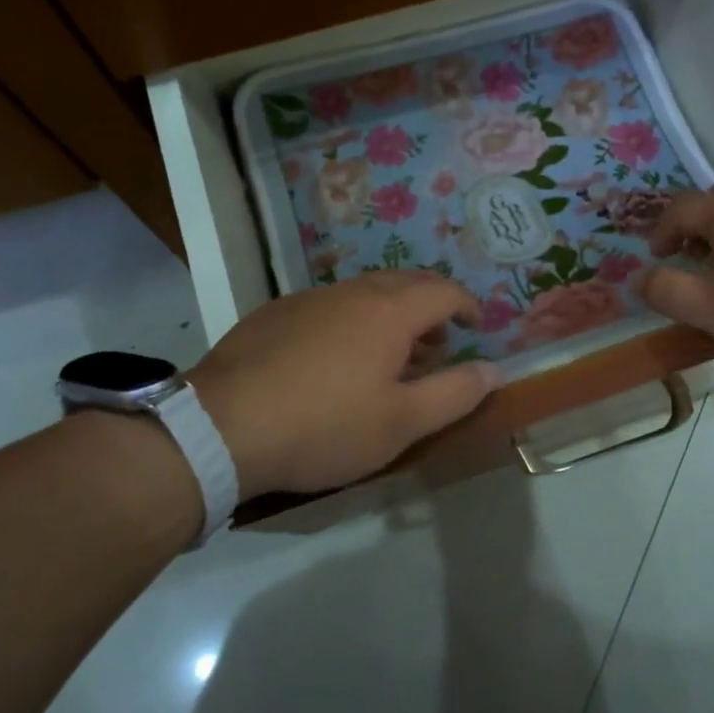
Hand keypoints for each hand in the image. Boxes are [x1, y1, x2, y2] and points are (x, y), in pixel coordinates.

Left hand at [187, 272, 499, 499]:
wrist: (220, 429)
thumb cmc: (324, 427)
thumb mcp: (401, 423)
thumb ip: (454, 394)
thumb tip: (494, 371)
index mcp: (387, 311)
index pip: (442, 291)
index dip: (466, 305)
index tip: (475, 327)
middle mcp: (349, 293)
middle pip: (403, 283)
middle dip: (429, 306)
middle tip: (437, 343)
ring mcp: (306, 300)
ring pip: (362, 293)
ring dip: (389, 314)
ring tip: (390, 356)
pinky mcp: (273, 315)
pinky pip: (328, 307)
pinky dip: (351, 322)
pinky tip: (335, 361)